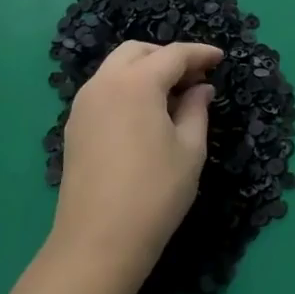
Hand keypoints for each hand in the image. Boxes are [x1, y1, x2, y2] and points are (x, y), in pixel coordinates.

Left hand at [53, 41, 221, 291]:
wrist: (98, 242)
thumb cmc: (155, 193)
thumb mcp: (189, 150)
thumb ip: (196, 110)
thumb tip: (200, 89)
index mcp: (136, 84)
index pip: (173, 55)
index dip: (200, 54)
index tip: (220, 58)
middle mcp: (104, 84)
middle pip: (137, 52)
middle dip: (167, 56)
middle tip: (194, 77)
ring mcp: (83, 105)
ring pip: (116, 68)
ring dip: (145, 70)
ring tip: (172, 95)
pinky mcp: (74, 126)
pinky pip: (103, 90)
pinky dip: (127, 88)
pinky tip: (146, 113)